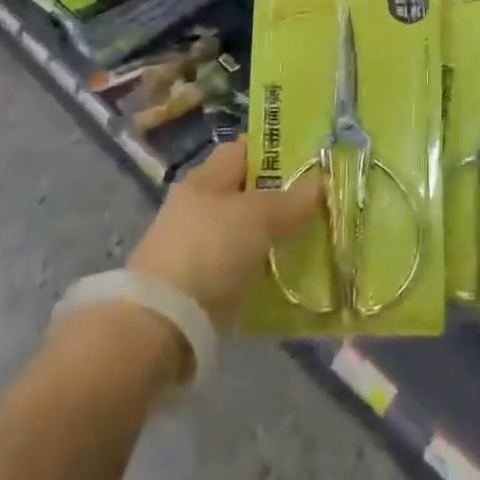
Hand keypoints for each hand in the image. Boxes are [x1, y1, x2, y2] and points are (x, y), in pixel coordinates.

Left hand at [129, 140, 320, 330]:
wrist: (158, 328)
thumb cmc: (209, 252)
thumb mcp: (258, 218)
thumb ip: (292, 199)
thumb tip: (320, 180)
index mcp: (205, 179)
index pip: (242, 151)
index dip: (273, 152)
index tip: (308, 162)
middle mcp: (195, 207)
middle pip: (243, 193)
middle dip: (277, 199)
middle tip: (316, 206)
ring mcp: (191, 249)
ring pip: (240, 233)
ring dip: (267, 239)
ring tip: (306, 244)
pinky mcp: (193, 289)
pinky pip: (234, 270)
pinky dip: (255, 272)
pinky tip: (280, 280)